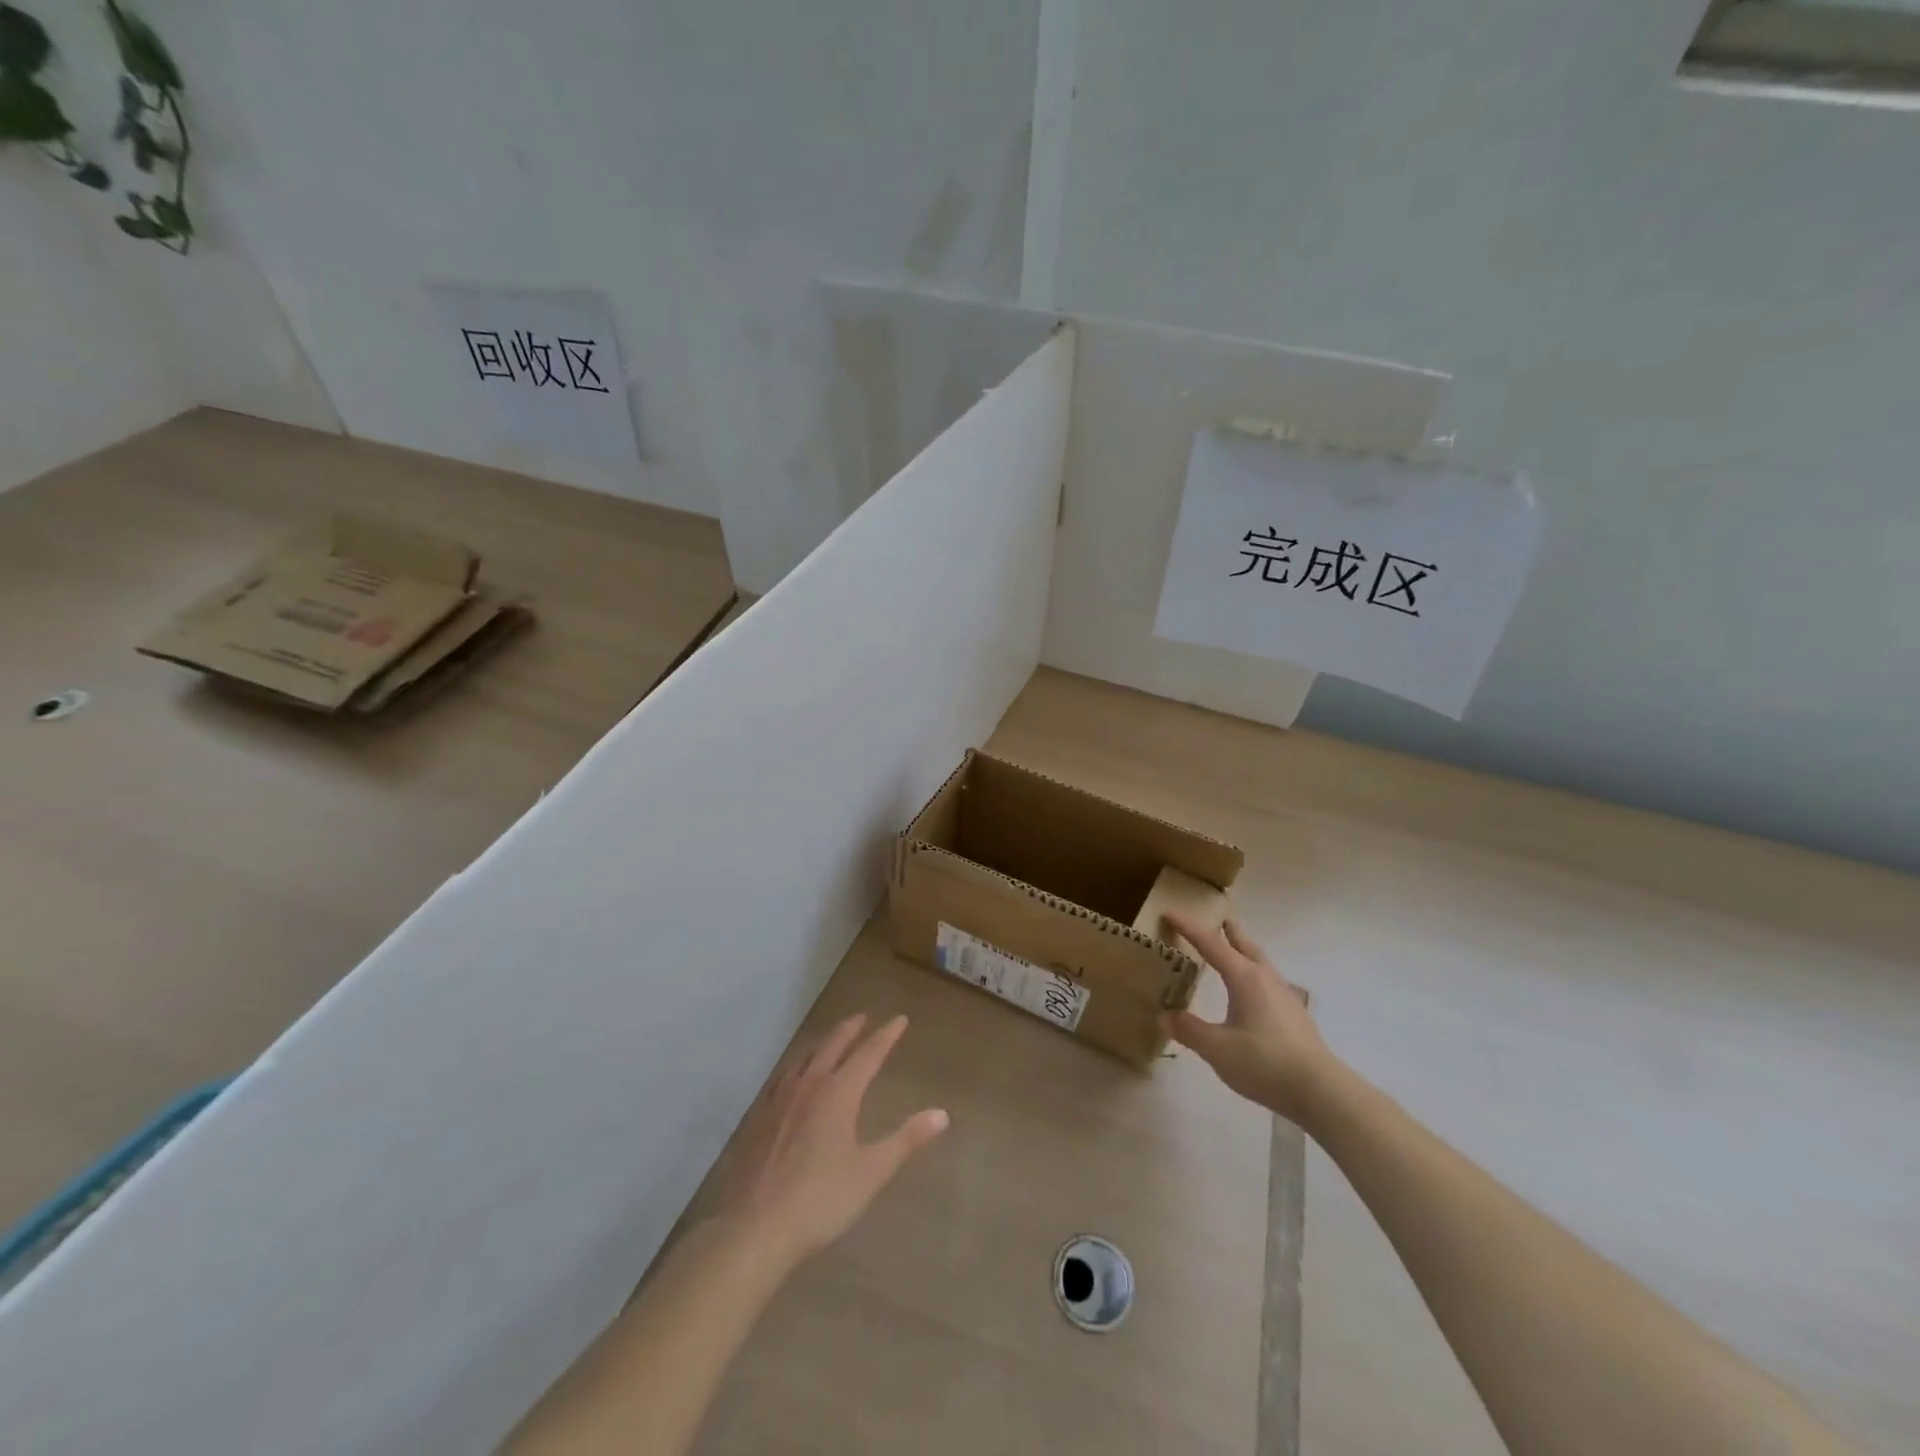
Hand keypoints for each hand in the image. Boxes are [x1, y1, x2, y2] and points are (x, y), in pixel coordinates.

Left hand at [713, 1014, 948, 1272]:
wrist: (754, 1229)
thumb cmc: (820, 1201)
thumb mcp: (872, 1172)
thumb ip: (906, 1140)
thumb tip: (942, 1114)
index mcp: (838, 1093)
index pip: (868, 1054)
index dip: (886, 1036)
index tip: (899, 1020)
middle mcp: (808, 1086)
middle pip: (832, 1046)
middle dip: (850, 1030)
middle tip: (862, 1018)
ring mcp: (779, 1100)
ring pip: (804, 1058)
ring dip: (822, 1044)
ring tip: (830, 1041)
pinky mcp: (758, 1119)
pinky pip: (782, 1078)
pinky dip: (796, 1066)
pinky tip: (792, 1078)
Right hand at [1162, 913, 1338, 1127]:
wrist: (1320, 1091)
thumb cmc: (1264, 1062)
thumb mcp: (1217, 1048)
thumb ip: (1189, 1030)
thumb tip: (1165, 1016)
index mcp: (1244, 977)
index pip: (1210, 943)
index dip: (1188, 927)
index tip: (1169, 912)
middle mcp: (1265, 979)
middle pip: (1245, 946)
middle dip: (1230, 932)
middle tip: (1220, 920)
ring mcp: (1285, 996)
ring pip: (1261, 963)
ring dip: (1246, 952)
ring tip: (1236, 952)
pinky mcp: (1295, 1016)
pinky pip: (1270, 982)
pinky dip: (1256, 975)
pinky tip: (1256, 993)